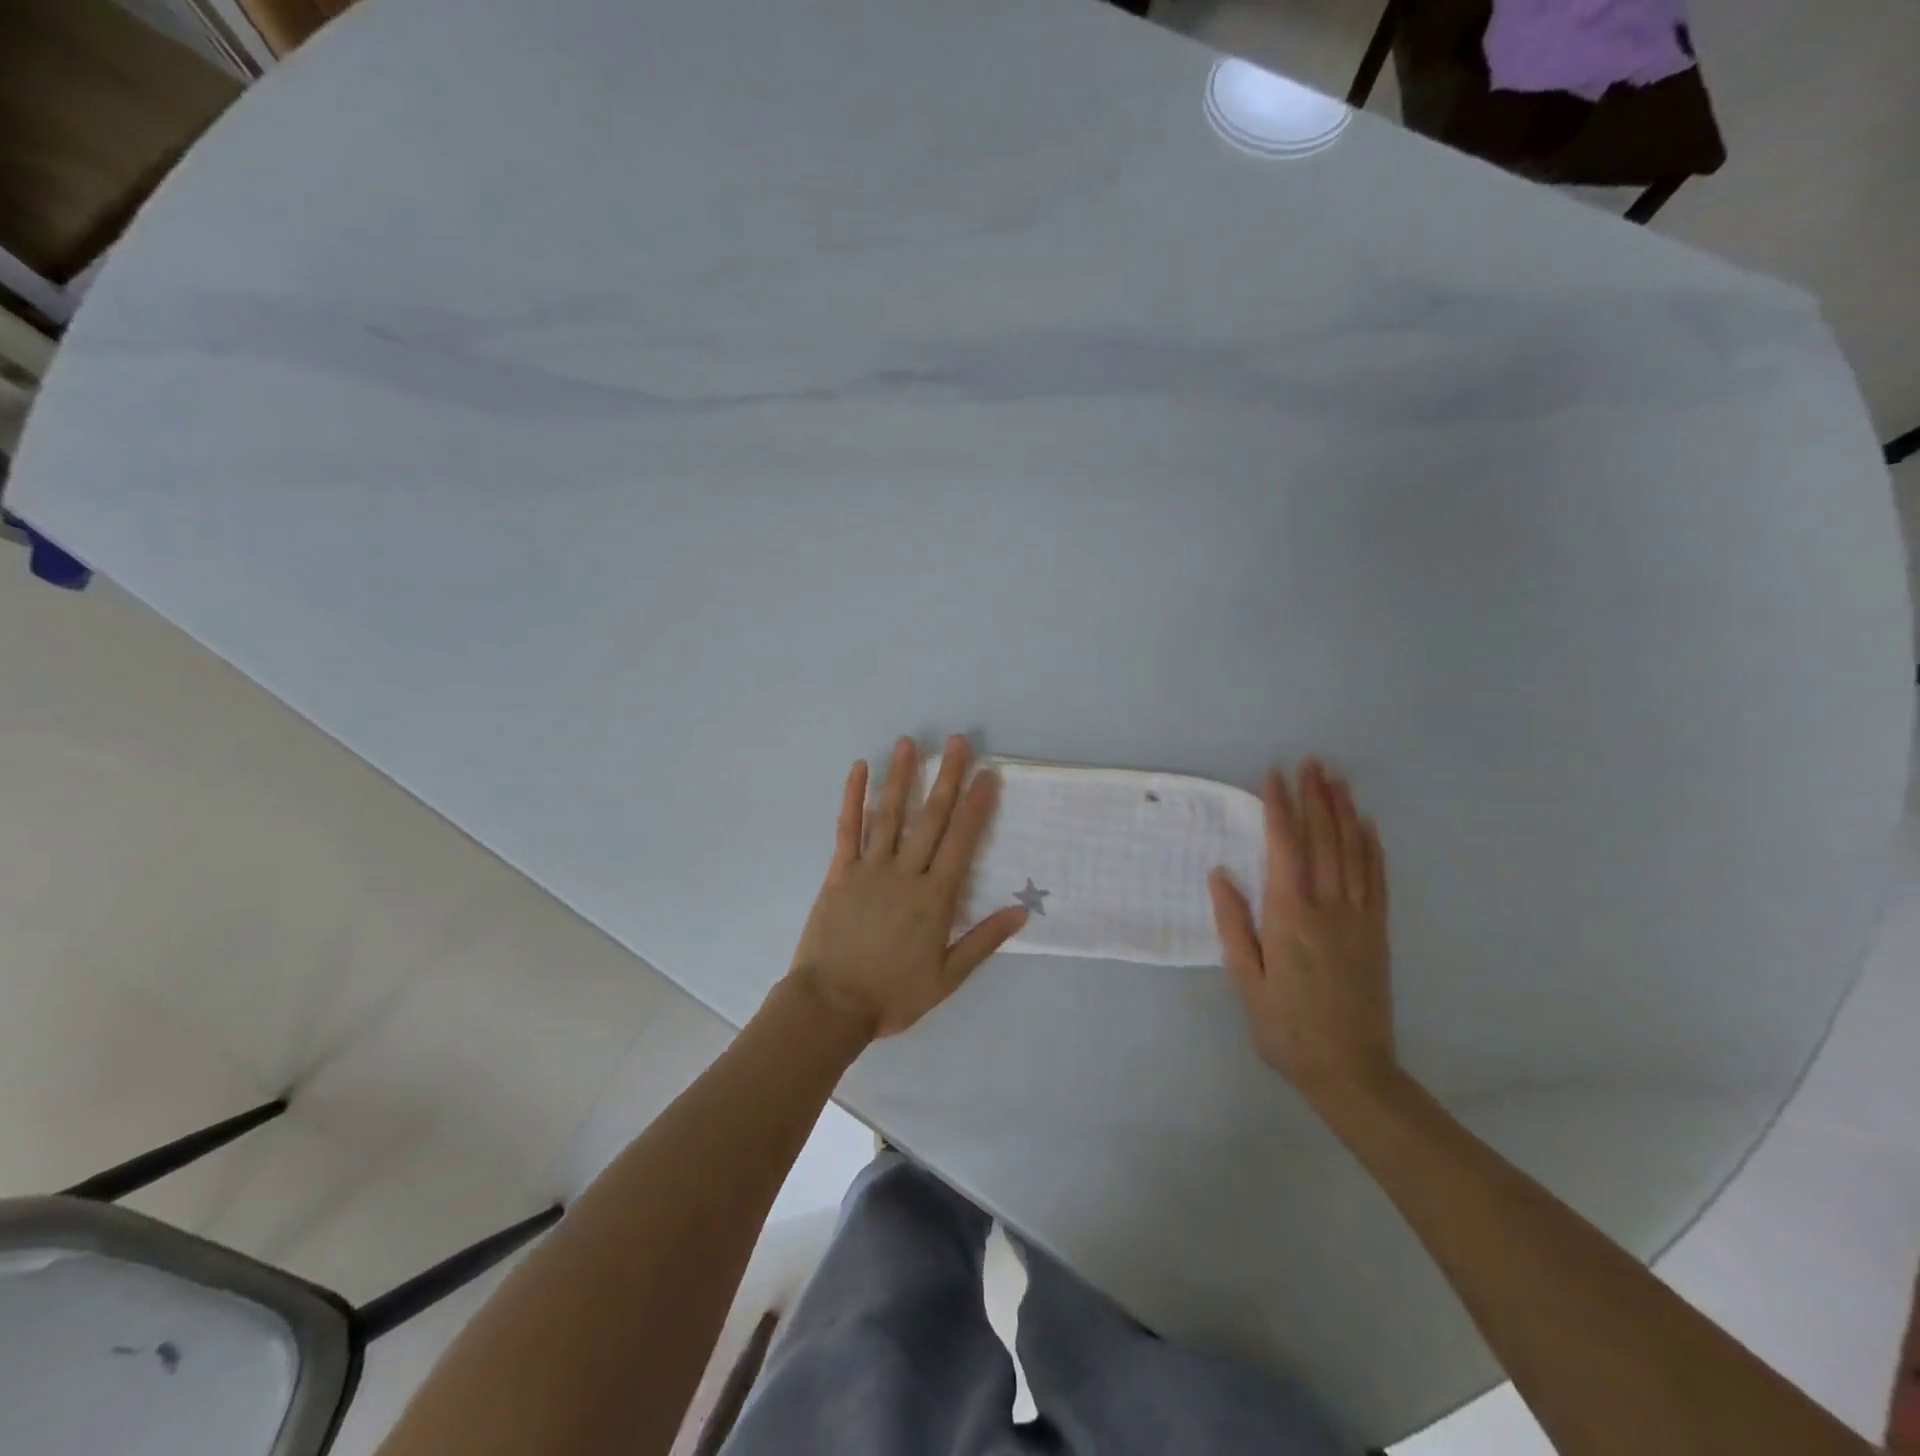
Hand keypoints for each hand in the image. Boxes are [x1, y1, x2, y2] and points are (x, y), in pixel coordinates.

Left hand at [786, 735, 1027, 1039]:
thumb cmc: (892, 995)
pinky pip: (847, 829)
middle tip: (957, 742)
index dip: (976, 806)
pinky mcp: (839, 872)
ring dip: (901, 777)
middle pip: (930, 819)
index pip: (962, 842)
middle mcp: (905, 874)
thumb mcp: (947, 977)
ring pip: (889, 815)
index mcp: (935, 899)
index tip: (987, 774)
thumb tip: (1021, 911)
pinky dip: (853, 797)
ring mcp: (869, 869)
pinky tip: (859, 769)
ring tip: (910, 743)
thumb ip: (983, 941)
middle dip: (946, 778)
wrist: (830, 1006)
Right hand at [1208, 760, 1396, 1102]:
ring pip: (1352, 851)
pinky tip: (1368, 825)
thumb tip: (1221, 874)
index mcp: (1289, 916)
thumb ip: (1233, 923)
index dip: (1279, 808)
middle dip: (1315, 797)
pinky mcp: (1378, 932)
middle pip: (1322, 840)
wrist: (1352, 1071)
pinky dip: (1372, 847)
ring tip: (1336, 779)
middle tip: (1310, 762)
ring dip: (1343, 812)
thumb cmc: (1286, 1028)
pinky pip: (1377, 880)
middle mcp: (1328, 907)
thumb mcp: (1246, 980)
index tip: (1273, 775)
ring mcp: (1358, 918)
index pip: (1284, 847)